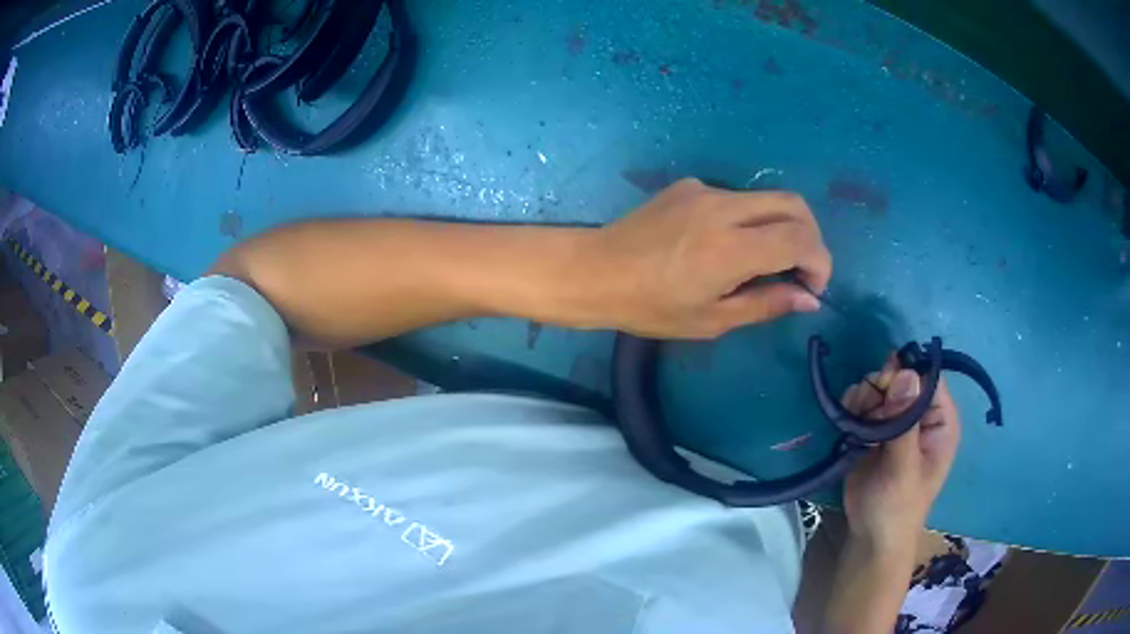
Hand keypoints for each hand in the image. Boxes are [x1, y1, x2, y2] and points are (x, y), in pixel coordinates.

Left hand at [586, 178, 830, 338]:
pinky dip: (749, 219)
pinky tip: (725, 245)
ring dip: (781, 226)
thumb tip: (809, 299)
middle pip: (794, 204)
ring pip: (766, 198)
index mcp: (730, 249)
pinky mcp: (688, 185)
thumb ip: (765, 304)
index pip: (800, 239)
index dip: (819, 262)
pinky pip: (735, 198)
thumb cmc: (649, 307)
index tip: (812, 287)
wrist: (594, 271)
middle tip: (801, 270)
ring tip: (766, 262)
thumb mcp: (711, 320)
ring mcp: (704, 191)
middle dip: (810, 236)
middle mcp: (724, 209)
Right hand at [841, 357, 961, 550]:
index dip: (906, 375)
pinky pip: (863, 402)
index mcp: (940, 420)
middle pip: (899, 378)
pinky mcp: (873, 429)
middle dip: (880, 387)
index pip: (927, 379)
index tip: (884, 386)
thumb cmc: (898, 507)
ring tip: (855, 421)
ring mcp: (895, 420)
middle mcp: (919, 414)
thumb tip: (905, 374)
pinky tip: (849, 422)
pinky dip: (853, 406)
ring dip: (863, 396)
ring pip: (879, 387)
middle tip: (865, 409)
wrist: (870, 535)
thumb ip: (904, 424)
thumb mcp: (904, 469)